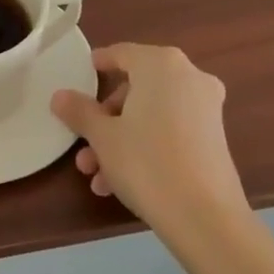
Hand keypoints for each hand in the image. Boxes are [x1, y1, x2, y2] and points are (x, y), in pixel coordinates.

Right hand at [51, 43, 249, 243]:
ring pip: (150, 116)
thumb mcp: (103, 136)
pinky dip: (145, 149)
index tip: (80, 77)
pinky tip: (118, 185)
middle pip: (135, 89)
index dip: (98, 64)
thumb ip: (79, 111)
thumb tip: (59, 96)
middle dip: (105, 119)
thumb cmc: (147, 163)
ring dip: (120, 141)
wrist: (206, 219)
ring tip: (95, 176)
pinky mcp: (214, 139)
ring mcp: (206, 109)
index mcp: (161, 64)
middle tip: (84, 144)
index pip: (121, 53)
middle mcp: (189, 77)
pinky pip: (169, 132)